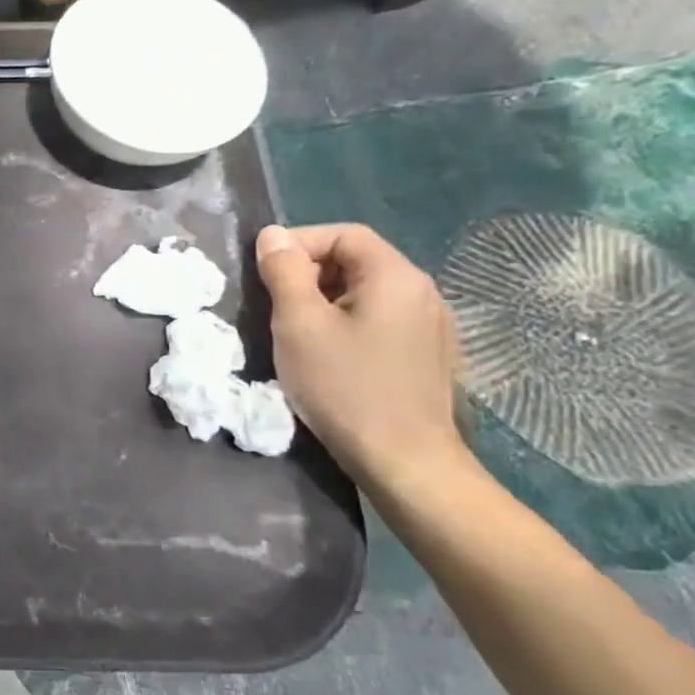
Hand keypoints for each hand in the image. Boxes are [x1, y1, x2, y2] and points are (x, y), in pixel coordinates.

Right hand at [256, 223, 468, 493]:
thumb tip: (272, 235)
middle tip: (273, 305)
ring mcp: (430, 326)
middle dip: (308, 273)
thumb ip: (284, 273)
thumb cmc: (345, 386)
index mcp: (396, 277)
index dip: (298, 243)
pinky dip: (345, 323)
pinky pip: (379, 320)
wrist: (404, 460)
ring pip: (365, 293)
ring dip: (324, 301)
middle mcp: (422, 292)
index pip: (344, 234)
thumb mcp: (299, 324)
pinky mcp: (426, 355)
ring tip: (294, 331)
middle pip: (356, 260)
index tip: (264, 273)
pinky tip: (328, 355)